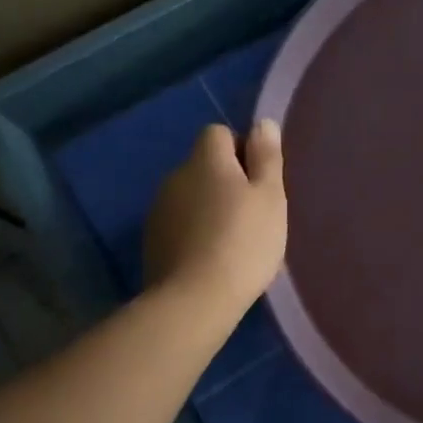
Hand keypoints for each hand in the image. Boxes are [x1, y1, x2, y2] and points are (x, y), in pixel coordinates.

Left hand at [144, 120, 286, 314]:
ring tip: (232, 240)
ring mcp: (159, 210)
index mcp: (206, 160)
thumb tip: (263, 123)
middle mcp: (176, 176)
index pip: (218, 134)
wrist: (194, 300)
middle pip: (203, 166)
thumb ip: (267, 157)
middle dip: (225, 181)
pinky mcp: (151, 241)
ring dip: (208, 207)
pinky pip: (179, 224)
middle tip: (252, 214)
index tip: (259, 182)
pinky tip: (210, 258)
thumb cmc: (244, 242)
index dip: (241, 151)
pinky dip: (194, 232)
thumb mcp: (271, 197)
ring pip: (190, 196)